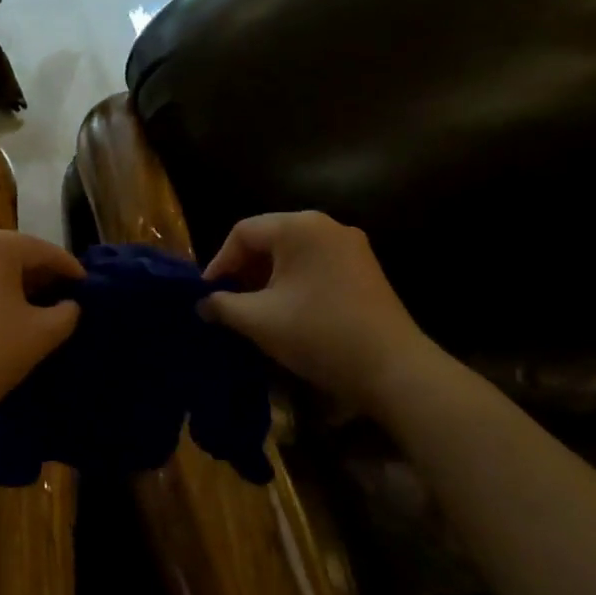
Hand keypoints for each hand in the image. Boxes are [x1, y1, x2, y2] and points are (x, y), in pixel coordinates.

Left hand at [0, 228, 82, 429]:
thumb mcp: (42, 334)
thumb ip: (67, 312)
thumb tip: (70, 305)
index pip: (44, 251)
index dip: (70, 270)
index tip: (88, 286)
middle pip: (13, 252)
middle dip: (39, 273)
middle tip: (64, 295)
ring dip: (13, 281)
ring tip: (36, 305)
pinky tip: (2, 312)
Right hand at [200, 212, 440, 416]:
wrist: (393, 369)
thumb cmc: (318, 334)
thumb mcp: (258, 320)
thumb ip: (222, 305)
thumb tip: (202, 303)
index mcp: (299, 227)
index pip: (243, 232)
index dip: (219, 262)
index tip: (208, 295)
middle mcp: (326, 226)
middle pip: (269, 238)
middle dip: (243, 269)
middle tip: (228, 301)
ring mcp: (351, 245)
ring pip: (293, 253)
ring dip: (268, 277)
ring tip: (254, 308)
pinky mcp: (365, 268)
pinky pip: (316, 264)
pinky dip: (294, 281)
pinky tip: (287, 310)